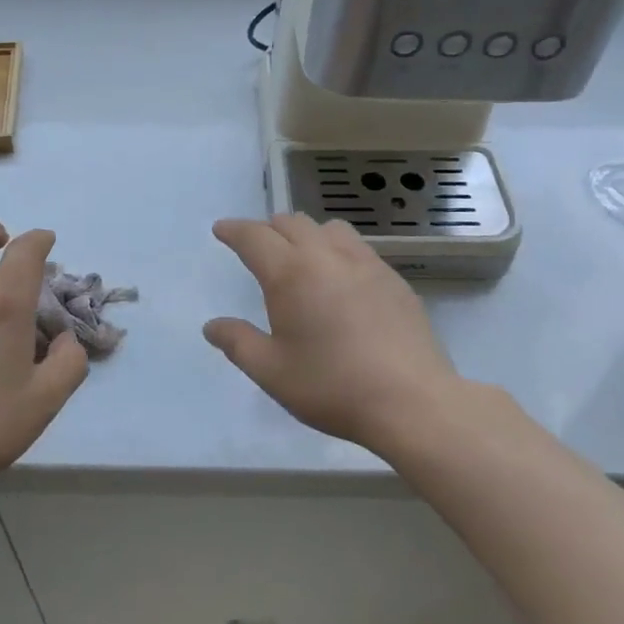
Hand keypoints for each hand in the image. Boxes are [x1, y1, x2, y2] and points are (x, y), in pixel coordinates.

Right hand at [203, 214, 471, 455]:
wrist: (411, 400)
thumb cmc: (332, 386)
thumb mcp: (272, 372)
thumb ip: (238, 343)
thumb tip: (212, 326)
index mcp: (290, 273)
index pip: (254, 237)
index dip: (234, 230)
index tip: (222, 229)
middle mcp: (326, 256)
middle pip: (291, 223)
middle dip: (268, 229)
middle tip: (258, 247)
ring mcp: (365, 263)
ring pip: (329, 228)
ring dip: (307, 233)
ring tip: (302, 256)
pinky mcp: (393, 278)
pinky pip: (358, 247)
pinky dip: (337, 250)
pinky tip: (342, 279)